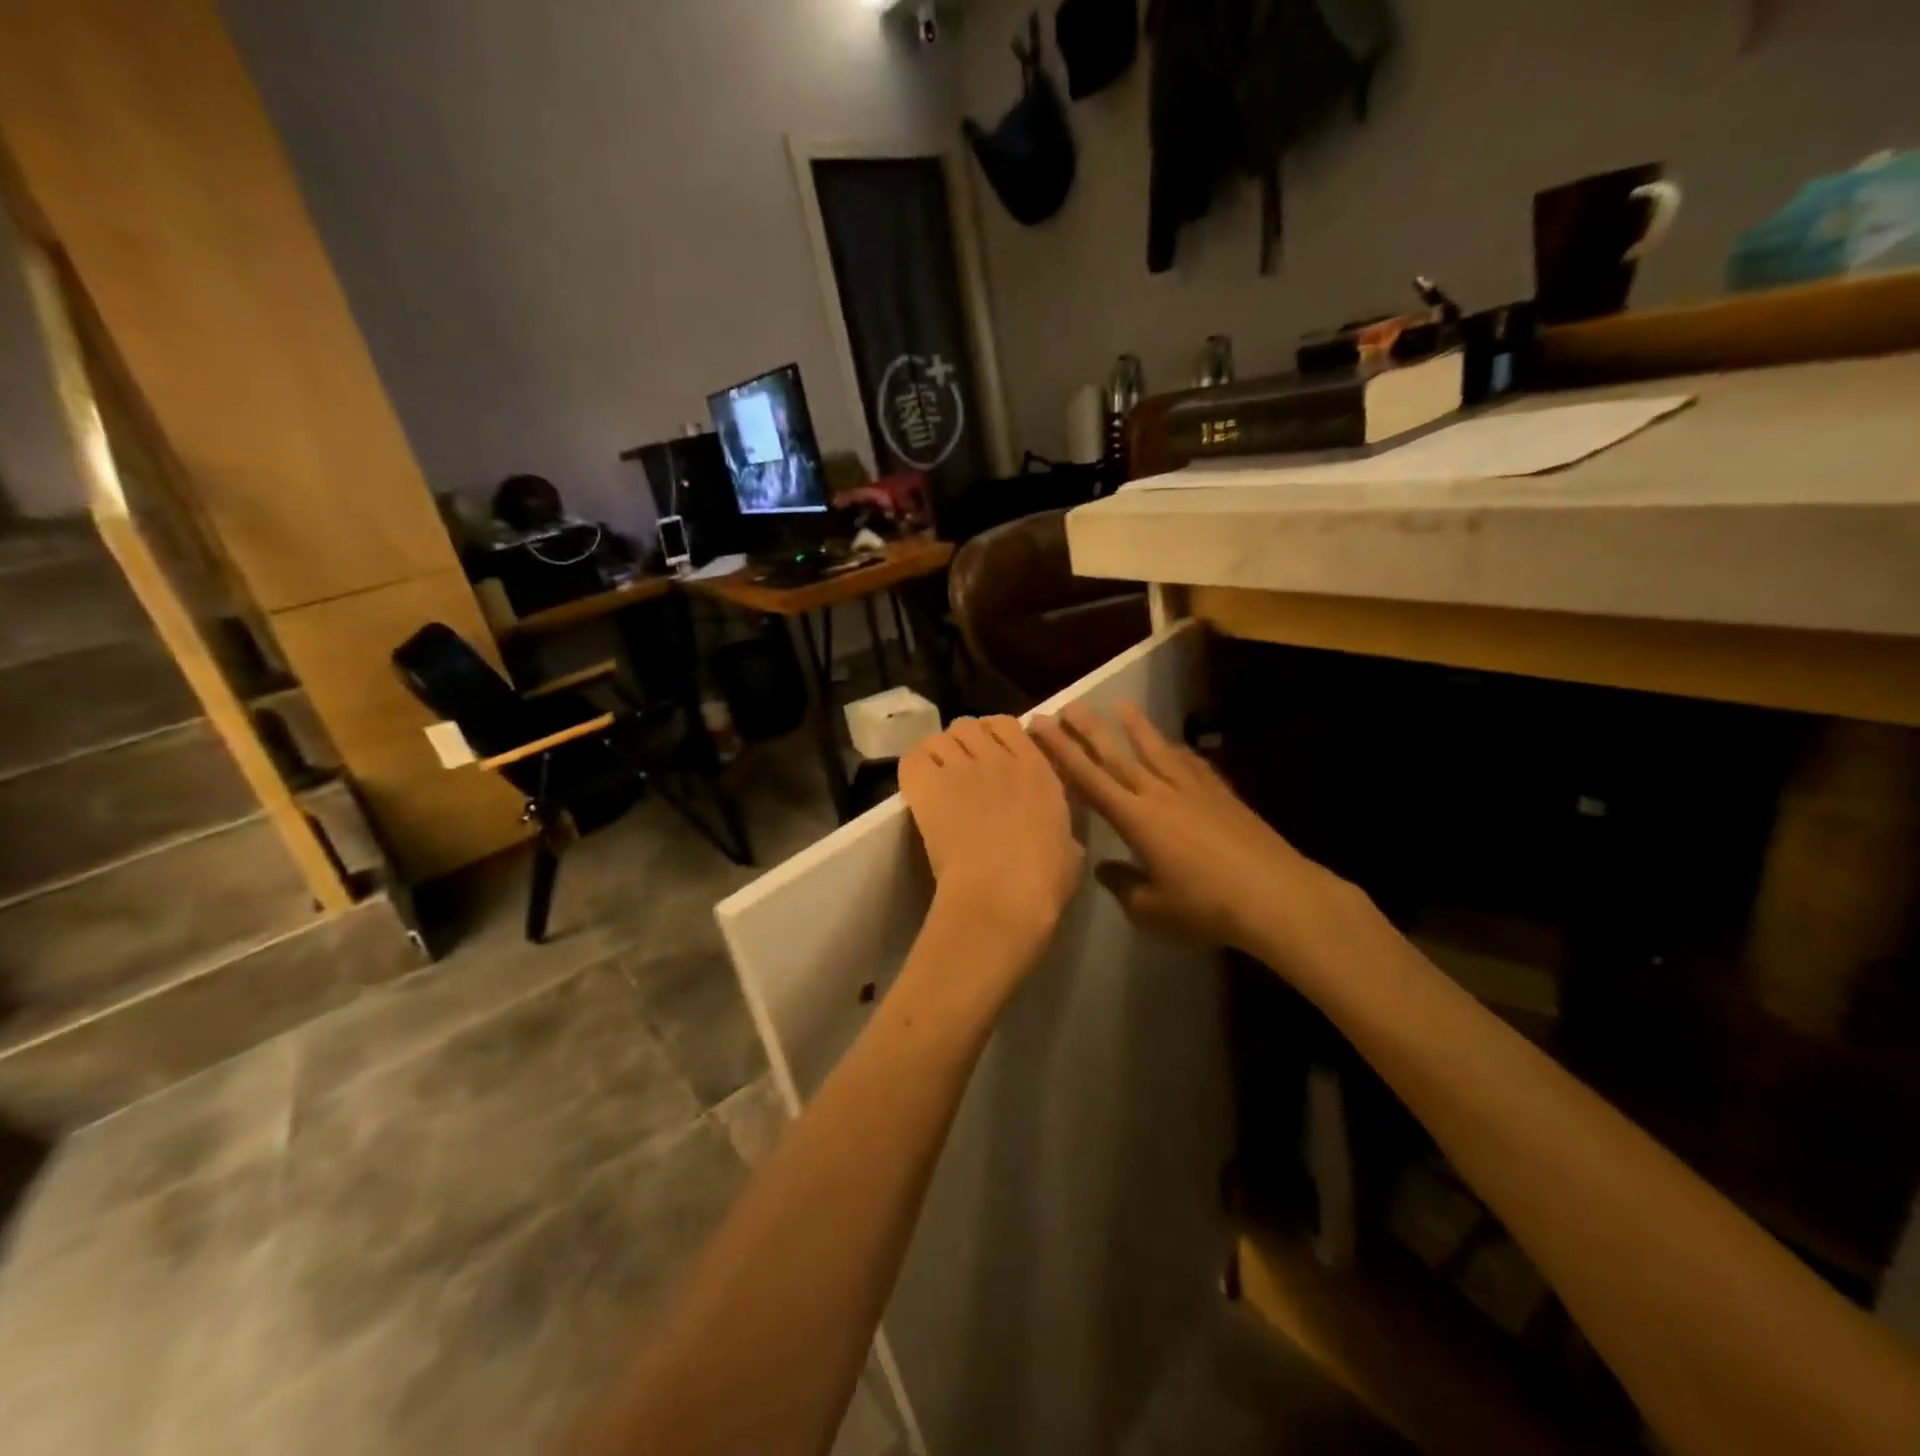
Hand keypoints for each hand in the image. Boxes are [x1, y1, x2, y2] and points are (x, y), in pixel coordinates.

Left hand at [899, 716, 1084, 955]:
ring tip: (937, 779)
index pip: (1008, 724)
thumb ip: (1061, 829)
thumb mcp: (1069, 849)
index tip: (991, 755)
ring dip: (938, 754)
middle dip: (963, 743)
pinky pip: (913, 757)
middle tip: (961, 770)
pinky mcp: (928, 787)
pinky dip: (914, 767)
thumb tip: (1059, 837)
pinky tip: (918, 787)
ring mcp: (961, 769)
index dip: (995, 735)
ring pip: (940, 738)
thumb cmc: (1043, 880)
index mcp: (1036, 769)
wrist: (1001, 894)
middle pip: (969, 725)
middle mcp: (997, 759)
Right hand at [1030, 702, 1348, 958]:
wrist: (1275, 896)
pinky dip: (1177, 751)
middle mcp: (1159, 795)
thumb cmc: (1206, 907)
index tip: (1041, 725)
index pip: (1088, 779)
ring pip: (1156, 750)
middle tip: (1068, 705)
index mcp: (1135, 819)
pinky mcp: (1221, 794)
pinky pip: (1191, 764)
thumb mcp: (1153, 910)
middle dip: (1088, 730)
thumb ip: (1124, 886)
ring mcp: (1193, 790)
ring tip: (1120, 705)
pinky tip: (1174, 745)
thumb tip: (1106, 868)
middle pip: (1117, 756)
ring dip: (1135, 727)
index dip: (1061, 751)